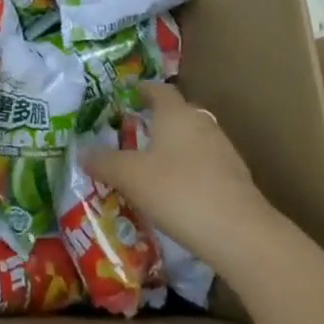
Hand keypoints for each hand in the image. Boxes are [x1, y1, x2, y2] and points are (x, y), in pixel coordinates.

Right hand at [84, 82, 269, 264]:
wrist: (241, 234)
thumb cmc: (179, 192)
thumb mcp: (131, 178)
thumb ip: (105, 162)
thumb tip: (82, 151)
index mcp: (175, 113)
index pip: (158, 90)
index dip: (142, 90)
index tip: (128, 95)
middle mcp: (201, 123)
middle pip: (178, 113)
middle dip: (158, 120)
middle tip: (136, 133)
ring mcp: (223, 150)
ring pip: (194, 139)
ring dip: (176, 147)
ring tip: (156, 165)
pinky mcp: (237, 178)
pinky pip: (207, 164)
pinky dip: (192, 171)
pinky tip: (181, 192)